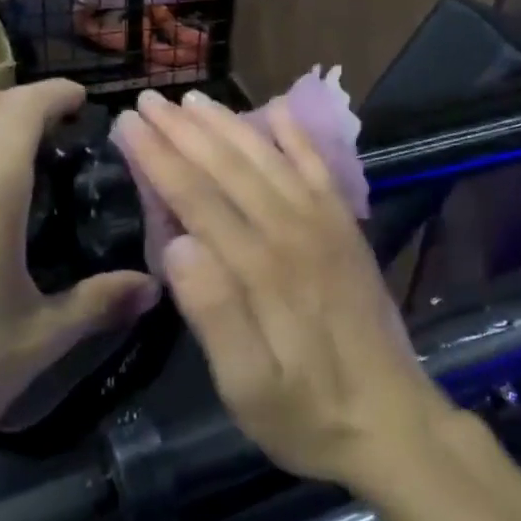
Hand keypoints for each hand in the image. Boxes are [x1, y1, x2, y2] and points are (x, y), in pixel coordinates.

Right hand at [113, 89, 452, 493]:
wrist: (392, 422)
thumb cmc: (308, 414)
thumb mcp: (247, 388)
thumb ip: (214, 314)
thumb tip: (177, 244)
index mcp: (262, 268)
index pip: (198, 198)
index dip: (159, 158)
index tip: (128, 125)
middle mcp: (294, 231)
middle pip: (230, 167)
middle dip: (184, 130)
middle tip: (148, 99)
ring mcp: (326, 225)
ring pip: (269, 159)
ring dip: (229, 126)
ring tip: (194, 101)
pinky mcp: (347, 229)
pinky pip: (320, 169)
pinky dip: (298, 137)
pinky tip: (278, 111)